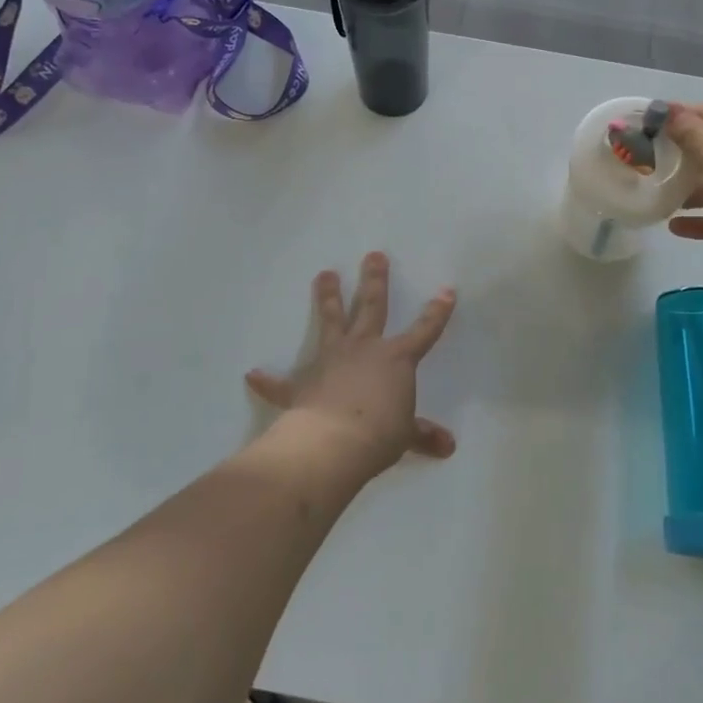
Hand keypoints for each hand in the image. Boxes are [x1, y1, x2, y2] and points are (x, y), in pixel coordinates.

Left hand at [246, 252, 457, 476]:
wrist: (331, 444)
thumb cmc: (378, 435)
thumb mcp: (406, 436)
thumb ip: (424, 435)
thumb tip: (449, 447)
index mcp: (396, 359)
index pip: (424, 330)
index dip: (437, 312)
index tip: (447, 290)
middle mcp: (364, 349)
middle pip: (372, 306)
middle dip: (375, 280)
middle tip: (373, 255)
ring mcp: (330, 361)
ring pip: (331, 321)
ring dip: (327, 298)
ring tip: (324, 274)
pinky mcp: (302, 384)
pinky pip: (282, 382)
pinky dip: (268, 380)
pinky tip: (252, 375)